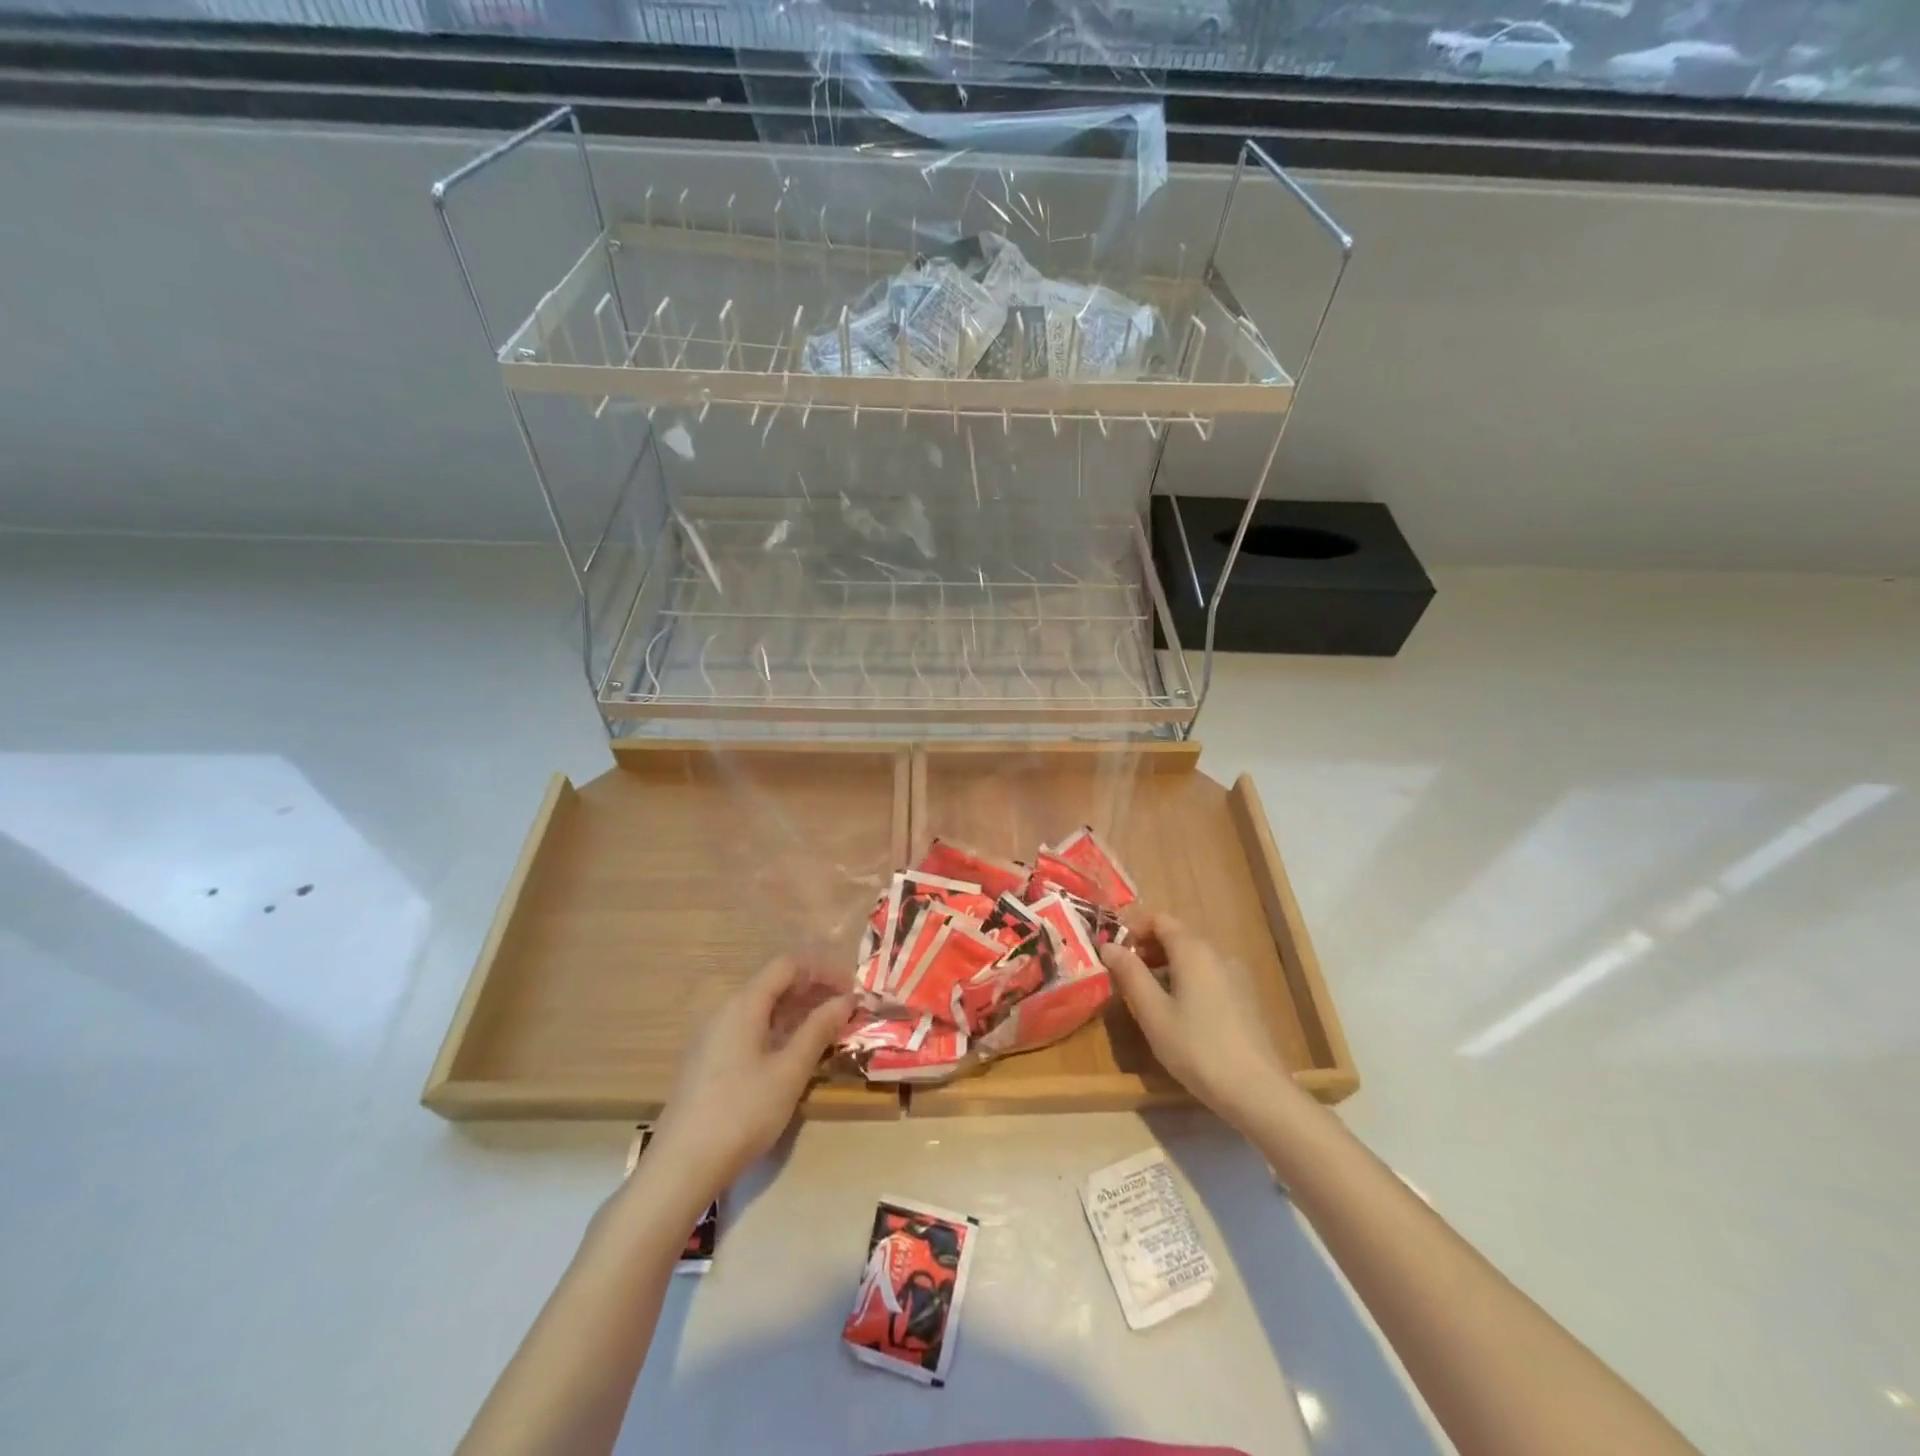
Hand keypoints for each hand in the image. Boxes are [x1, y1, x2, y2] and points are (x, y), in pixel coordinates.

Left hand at [646, 957, 853, 1199]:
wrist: (681, 1168)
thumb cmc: (742, 1113)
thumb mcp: (789, 1072)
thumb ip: (818, 1030)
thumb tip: (846, 999)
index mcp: (744, 1004)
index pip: (787, 965)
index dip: (822, 970)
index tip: (850, 990)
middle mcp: (725, 1011)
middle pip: (773, 984)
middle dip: (812, 991)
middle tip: (845, 1012)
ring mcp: (712, 1037)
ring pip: (761, 1009)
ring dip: (796, 1013)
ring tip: (826, 1033)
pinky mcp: (707, 1062)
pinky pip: (749, 1030)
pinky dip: (777, 1031)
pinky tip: (792, 1056)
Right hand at [1101, 913, 1293, 1130]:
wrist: (1257, 1091)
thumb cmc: (1197, 1048)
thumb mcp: (1153, 1013)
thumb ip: (1130, 974)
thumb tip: (1108, 945)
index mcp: (1194, 950)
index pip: (1159, 919)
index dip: (1133, 927)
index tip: (1113, 949)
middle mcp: (1218, 954)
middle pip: (1177, 936)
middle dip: (1147, 949)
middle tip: (1123, 975)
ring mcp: (1236, 976)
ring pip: (1193, 958)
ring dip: (1165, 967)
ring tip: (1146, 996)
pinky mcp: (1245, 998)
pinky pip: (1208, 976)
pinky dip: (1186, 981)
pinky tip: (1178, 1014)